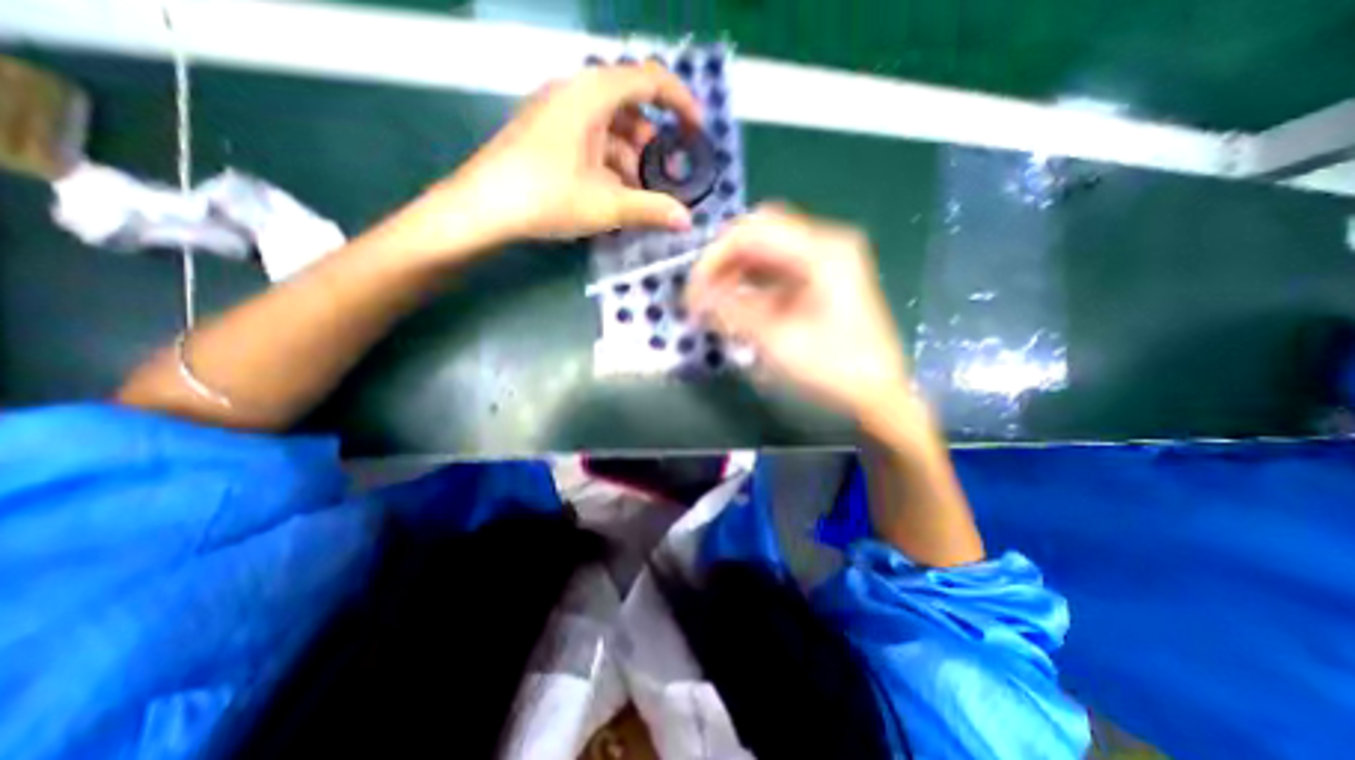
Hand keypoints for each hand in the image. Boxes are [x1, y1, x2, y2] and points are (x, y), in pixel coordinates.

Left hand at [393, 58, 704, 253]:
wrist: (482, 208)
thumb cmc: (545, 197)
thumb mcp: (606, 206)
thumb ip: (651, 210)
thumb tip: (686, 221)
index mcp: (591, 94)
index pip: (649, 79)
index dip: (680, 102)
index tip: (697, 131)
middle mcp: (574, 92)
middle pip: (629, 107)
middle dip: (652, 144)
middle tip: (662, 179)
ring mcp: (557, 112)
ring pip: (610, 127)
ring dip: (630, 159)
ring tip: (636, 196)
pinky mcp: (547, 133)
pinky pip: (590, 139)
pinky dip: (609, 163)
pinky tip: (611, 194)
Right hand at [689, 205, 908, 421]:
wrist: (877, 395)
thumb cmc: (833, 370)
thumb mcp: (776, 340)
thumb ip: (732, 311)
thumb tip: (695, 297)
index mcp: (821, 250)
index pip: (751, 232)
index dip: (714, 258)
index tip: (692, 292)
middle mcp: (825, 243)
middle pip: (759, 233)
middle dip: (724, 262)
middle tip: (702, 294)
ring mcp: (826, 260)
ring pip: (766, 250)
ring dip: (736, 273)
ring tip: (715, 304)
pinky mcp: (822, 279)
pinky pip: (777, 269)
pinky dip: (753, 284)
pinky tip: (739, 306)